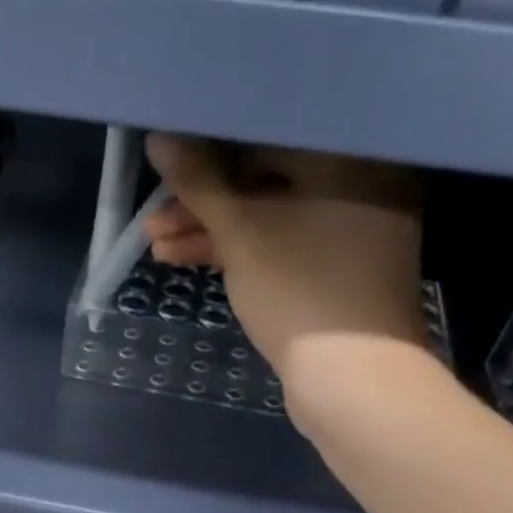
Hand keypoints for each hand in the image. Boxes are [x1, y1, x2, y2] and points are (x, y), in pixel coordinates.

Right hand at [143, 135, 426, 411]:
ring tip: (156, 247)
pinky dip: (240, 253)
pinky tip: (190, 261)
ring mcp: (351, 230)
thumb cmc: (300, 289)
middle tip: (152, 218)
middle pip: (265, 178)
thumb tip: (160, 136)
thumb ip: (199, 183)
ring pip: (269, 217)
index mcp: (348, 153)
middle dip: (202, 202)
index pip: (266, 133)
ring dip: (212, 232)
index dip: (207, 149)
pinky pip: (282, 245)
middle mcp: (359, 180)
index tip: (165, 166)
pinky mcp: (338, 270)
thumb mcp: (241, 232)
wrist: (354, 379)